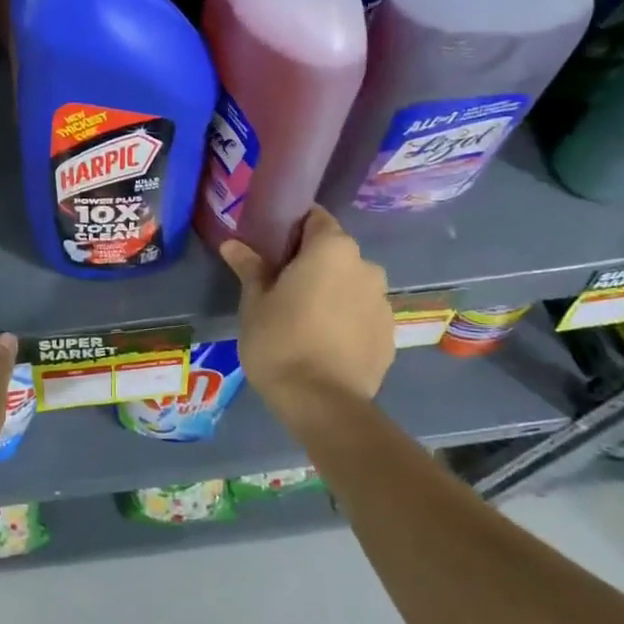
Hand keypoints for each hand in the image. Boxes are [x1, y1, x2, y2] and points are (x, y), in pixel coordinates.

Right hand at [220, 206, 394, 415]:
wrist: (324, 405)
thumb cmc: (281, 341)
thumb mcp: (255, 302)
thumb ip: (250, 267)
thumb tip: (232, 243)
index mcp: (332, 248)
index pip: (314, 218)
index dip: (292, 228)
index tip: (272, 247)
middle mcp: (365, 266)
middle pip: (335, 251)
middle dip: (312, 262)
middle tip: (282, 285)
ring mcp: (383, 302)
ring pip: (351, 283)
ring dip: (332, 291)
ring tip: (304, 318)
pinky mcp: (390, 335)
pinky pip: (363, 313)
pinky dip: (346, 318)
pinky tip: (325, 342)